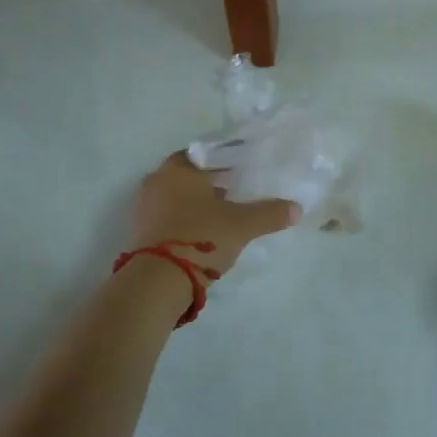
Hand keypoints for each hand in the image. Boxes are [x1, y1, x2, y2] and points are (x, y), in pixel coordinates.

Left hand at [128, 152, 300, 278]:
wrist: (156, 282)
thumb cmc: (200, 238)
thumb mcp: (242, 225)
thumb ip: (270, 213)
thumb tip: (297, 208)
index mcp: (178, 168)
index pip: (206, 153)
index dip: (225, 160)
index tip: (242, 170)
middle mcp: (156, 180)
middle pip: (190, 175)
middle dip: (211, 183)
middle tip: (236, 192)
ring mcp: (144, 207)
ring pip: (177, 196)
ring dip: (197, 203)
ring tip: (223, 215)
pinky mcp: (139, 232)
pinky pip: (167, 217)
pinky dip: (184, 221)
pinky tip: (204, 234)